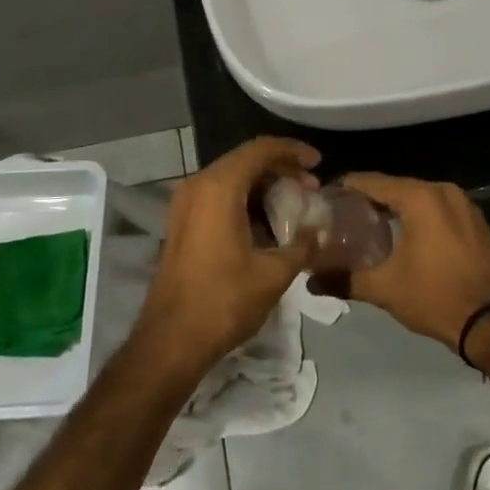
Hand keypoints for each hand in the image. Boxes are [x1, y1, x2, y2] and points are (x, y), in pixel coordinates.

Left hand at [130, 137, 320, 378]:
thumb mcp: (273, 274)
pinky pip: (218, 195)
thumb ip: (301, 245)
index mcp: (219, 188)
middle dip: (281, 168)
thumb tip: (318, 230)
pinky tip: (267, 222)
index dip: (292, 151)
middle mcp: (198, 185)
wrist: (171, 340)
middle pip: (245, 160)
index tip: (318, 163)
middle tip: (311, 186)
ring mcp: (185, 203)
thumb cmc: (223, 302)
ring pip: (231, 177)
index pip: (260, 149)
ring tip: (294, 204)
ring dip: (263, 184)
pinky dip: (245, 198)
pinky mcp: (182, 221)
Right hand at [338, 173, 489, 348]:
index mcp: (420, 197)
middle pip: (396, 187)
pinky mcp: (477, 222)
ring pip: (419, 198)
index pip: (373, 182)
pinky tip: (405, 236)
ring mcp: (464, 204)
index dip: (347, 187)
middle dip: (370, 200)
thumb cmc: (435, 297)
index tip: (326, 198)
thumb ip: (344, 278)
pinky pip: (439, 209)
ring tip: (370, 226)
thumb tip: (310, 280)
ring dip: (396, 209)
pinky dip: (420, 217)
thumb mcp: (384, 288)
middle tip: (343, 215)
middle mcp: (443, 190)